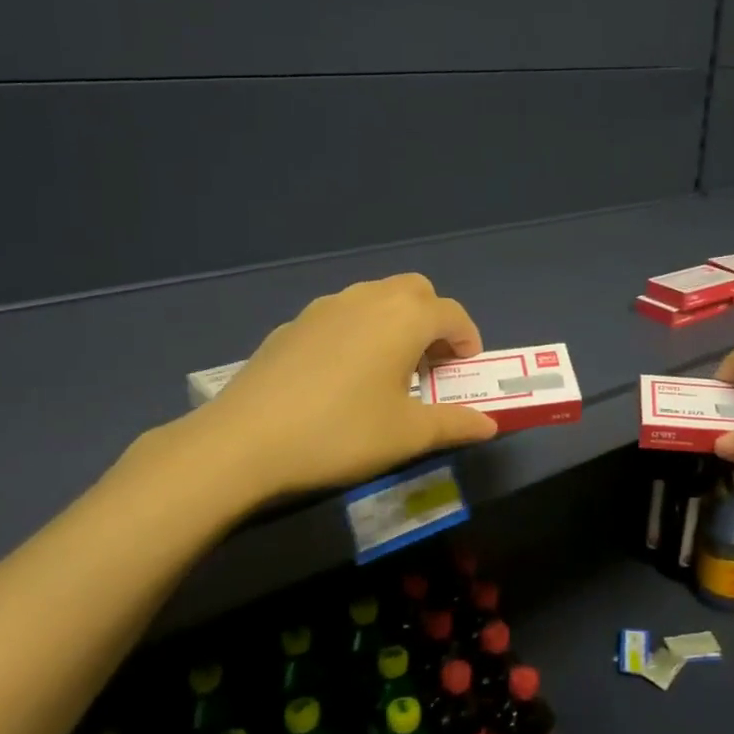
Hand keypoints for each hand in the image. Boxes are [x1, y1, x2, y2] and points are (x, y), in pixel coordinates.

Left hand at [121, 274, 498, 512]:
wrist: (245, 441)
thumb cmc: (341, 433)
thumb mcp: (407, 435)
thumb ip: (454, 424)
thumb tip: (489, 425)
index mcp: (403, 318)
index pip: (453, 314)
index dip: (468, 340)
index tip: (465, 371)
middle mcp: (367, 299)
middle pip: (416, 291)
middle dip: (433, 321)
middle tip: (431, 365)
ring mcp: (324, 307)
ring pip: (375, 297)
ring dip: (396, 322)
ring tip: (389, 370)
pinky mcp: (293, 324)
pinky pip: (341, 315)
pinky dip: (359, 331)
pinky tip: (342, 376)